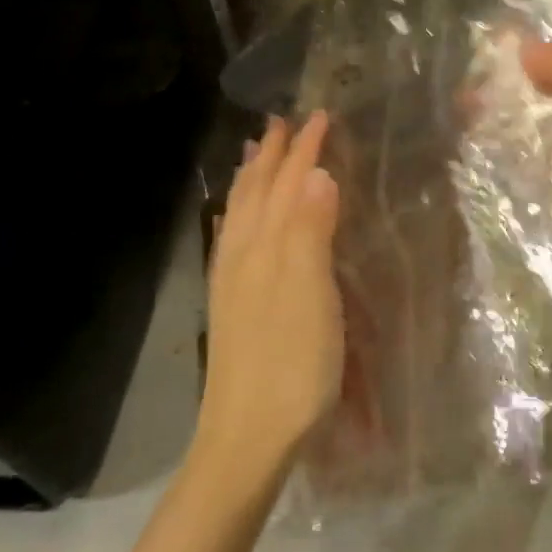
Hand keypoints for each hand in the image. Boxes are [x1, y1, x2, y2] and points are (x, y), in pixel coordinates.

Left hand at [200, 111, 343, 466]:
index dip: (302, 149)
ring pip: (240, 216)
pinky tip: (240, 224)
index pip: (285, 184)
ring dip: (251, 180)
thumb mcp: (311, 294)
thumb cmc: (292, 364)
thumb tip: (317, 173)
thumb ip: (311, 232)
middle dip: (271, 156)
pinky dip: (239, 217)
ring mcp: (232, 284)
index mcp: (264, 248)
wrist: (248, 437)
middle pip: (255, 194)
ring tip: (256, 156)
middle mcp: (241, 256)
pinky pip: (233, 242)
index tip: (318, 115)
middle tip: (281, 123)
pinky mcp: (232, 308)